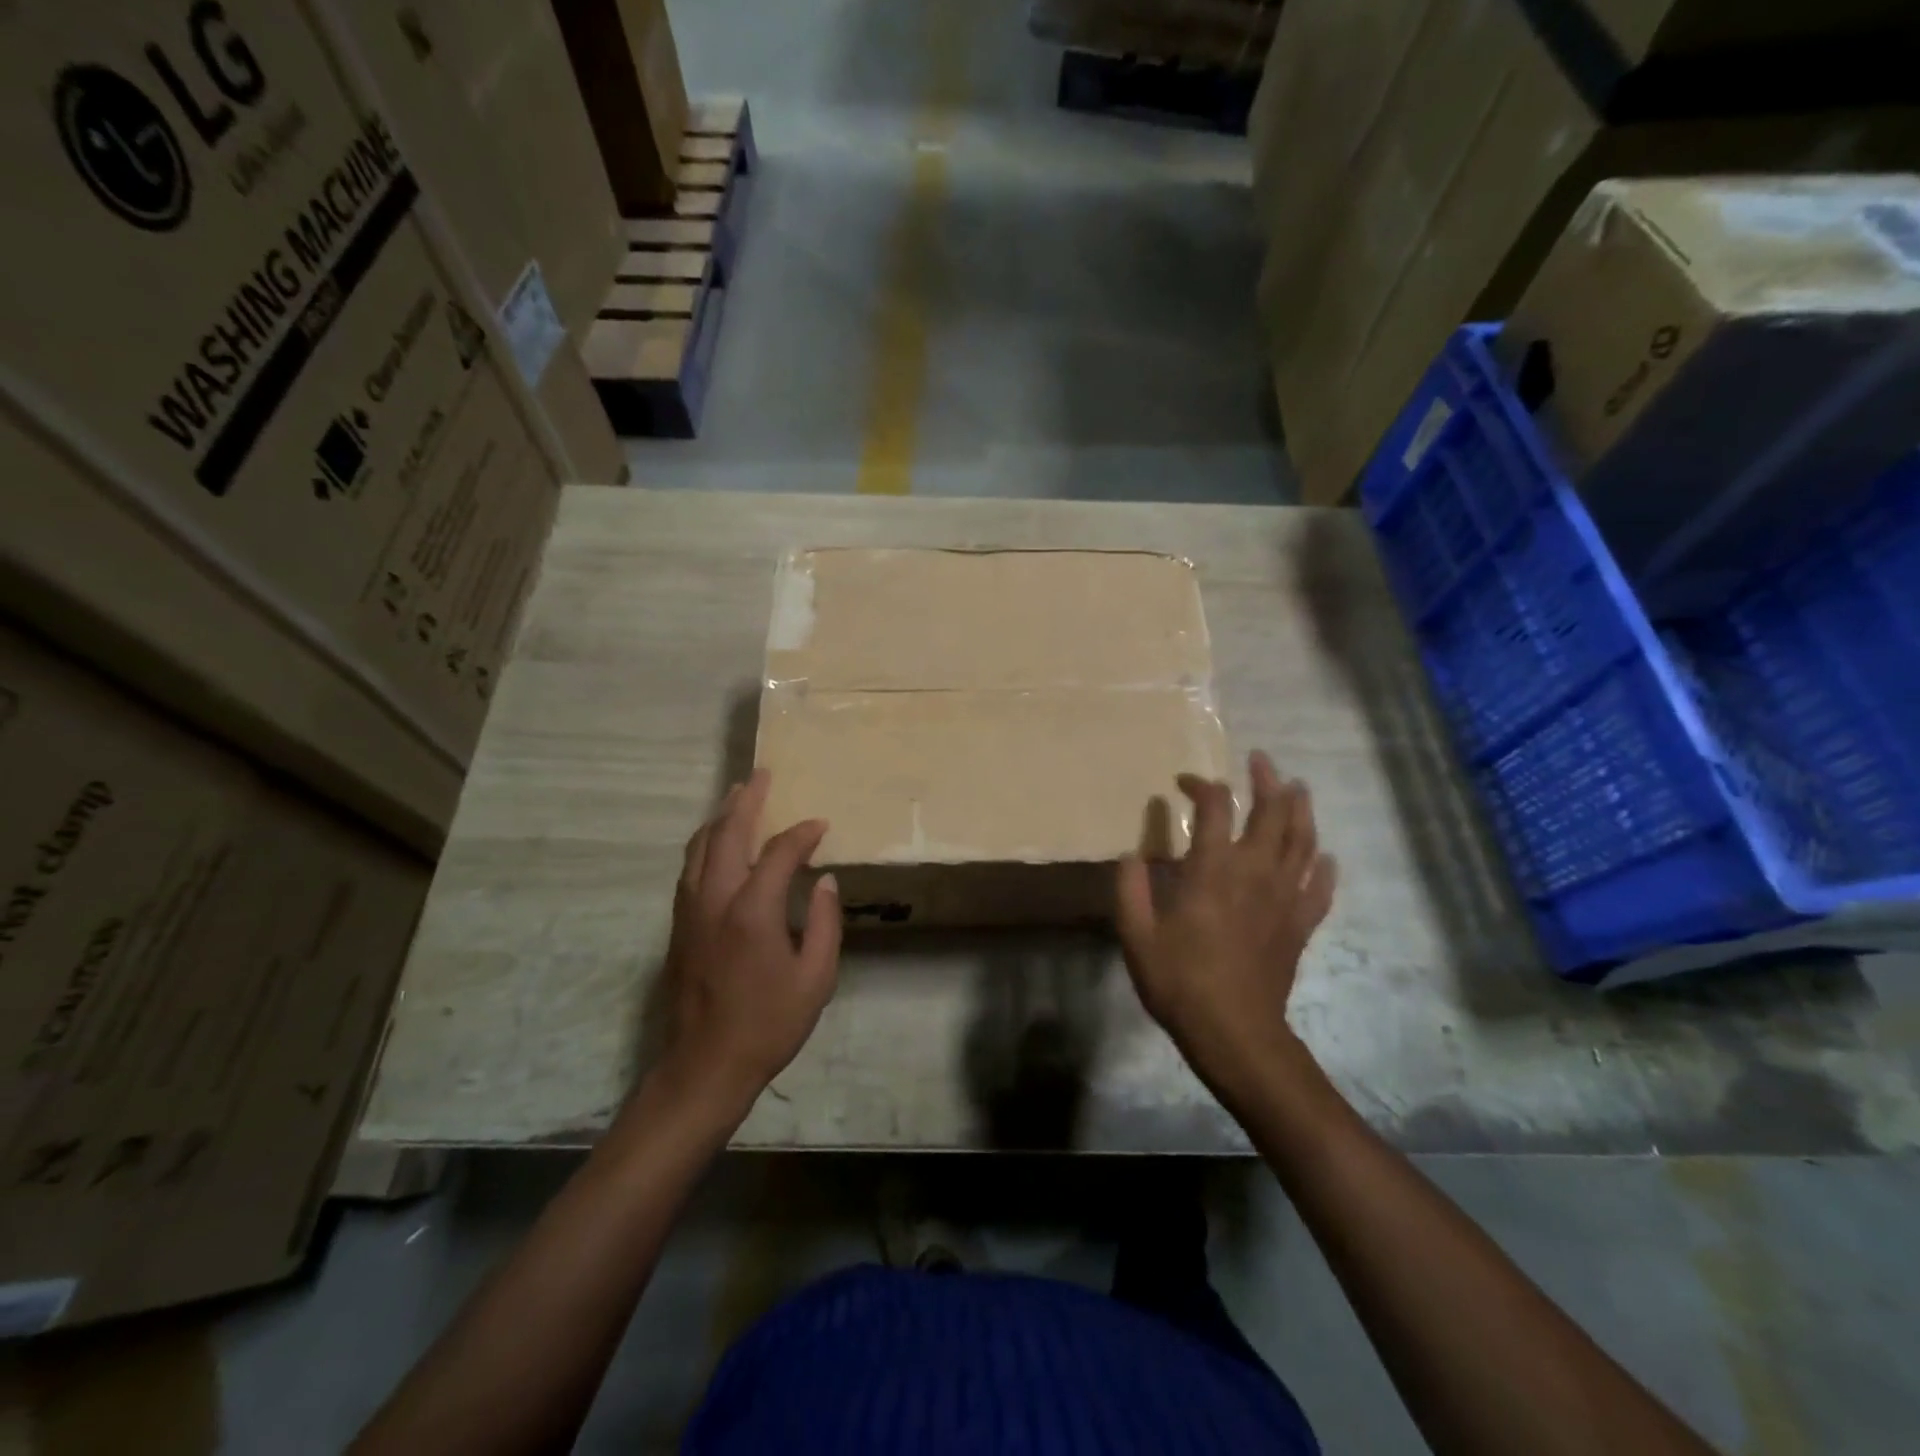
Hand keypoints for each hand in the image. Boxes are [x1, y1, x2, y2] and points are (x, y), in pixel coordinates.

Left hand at [658, 769, 841, 1117]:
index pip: (778, 853)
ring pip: (698, 848)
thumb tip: (823, 880)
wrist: (705, 1066)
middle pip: (726, 834)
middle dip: (746, 801)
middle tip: (761, 775)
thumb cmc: (769, 1024)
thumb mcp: (816, 978)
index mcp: (752, 911)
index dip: (802, 834)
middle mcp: (714, 899)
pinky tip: (715, 843)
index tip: (821, 826)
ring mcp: (690, 911)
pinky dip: (704, 844)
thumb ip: (824, 923)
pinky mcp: (678, 926)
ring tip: (736, 796)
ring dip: (719, 817)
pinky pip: (689, 869)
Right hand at [1116, 751, 1336, 1095]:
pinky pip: (1319, 888)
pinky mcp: (1300, 925)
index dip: (1202, 786)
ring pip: (1302, 841)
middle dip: (1267, 780)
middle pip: (1271, 812)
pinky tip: (1323, 857)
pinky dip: (1323, 868)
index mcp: (1213, 869)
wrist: (1235, 1033)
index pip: (1215, 807)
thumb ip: (1130, 889)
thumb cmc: (1180, 981)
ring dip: (1301, 810)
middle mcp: (1254, 872)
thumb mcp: (1136, 935)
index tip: (1184, 783)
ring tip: (1297, 788)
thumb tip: (1132, 854)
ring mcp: (1284, 898)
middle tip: (1261, 760)